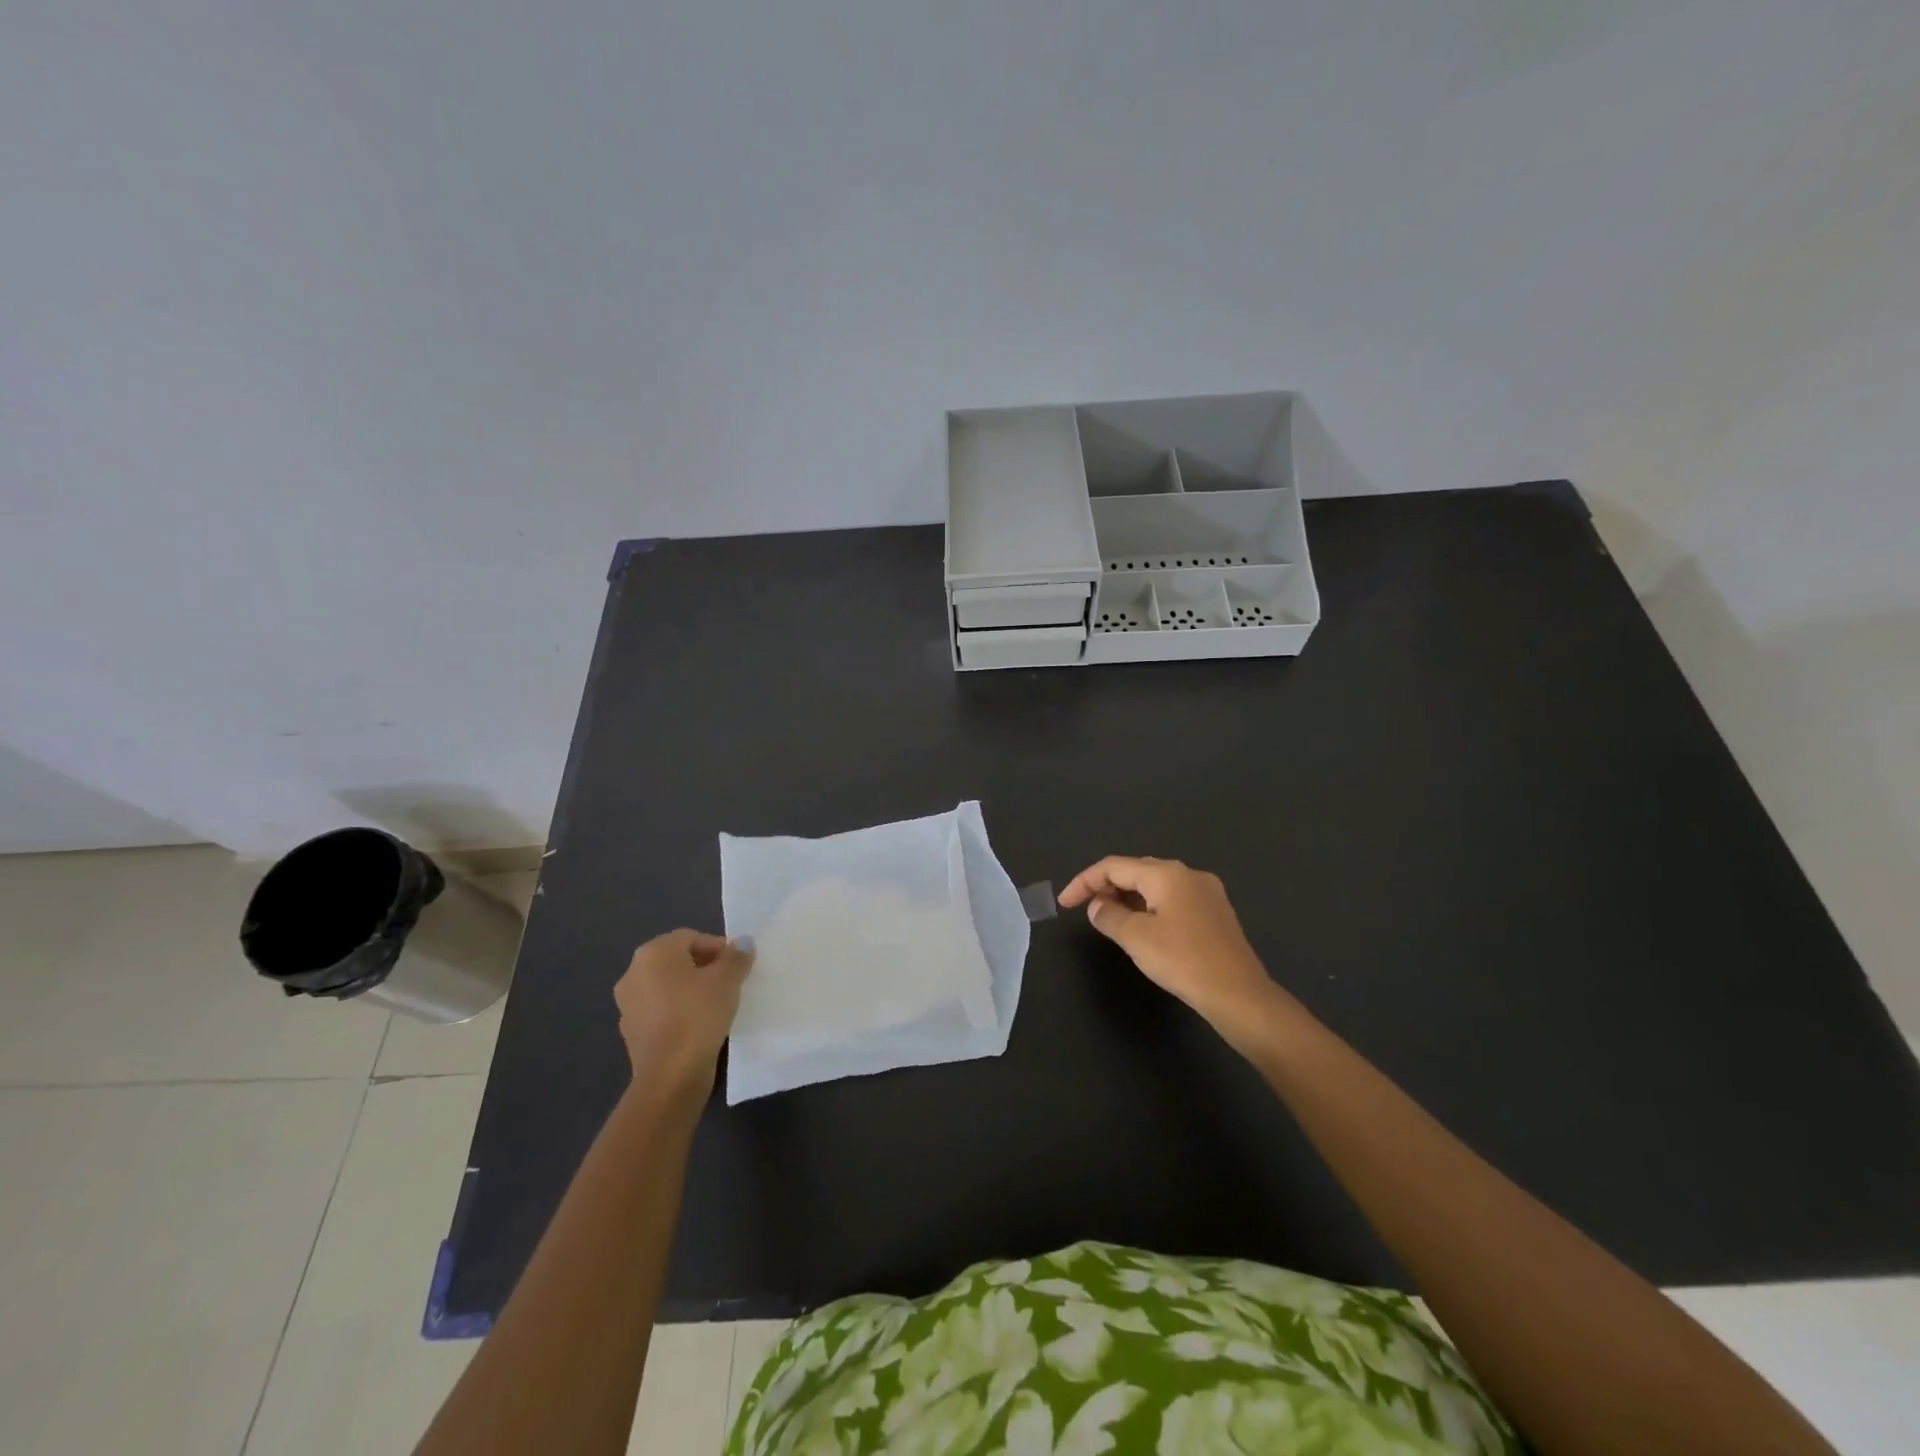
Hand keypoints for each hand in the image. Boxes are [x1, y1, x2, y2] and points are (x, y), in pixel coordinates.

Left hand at [614, 930, 755, 1097]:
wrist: (670, 1075)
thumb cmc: (698, 1014)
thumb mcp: (727, 979)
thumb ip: (737, 956)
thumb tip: (743, 943)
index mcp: (653, 953)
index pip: (692, 938)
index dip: (719, 948)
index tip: (738, 966)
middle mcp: (633, 973)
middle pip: (677, 960)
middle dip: (705, 967)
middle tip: (730, 982)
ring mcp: (628, 1004)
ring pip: (668, 986)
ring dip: (691, 990)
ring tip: (717, 1005)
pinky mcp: (631, 1032)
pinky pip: (661, 1011)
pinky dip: (678, 1012)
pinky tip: (699, 1026)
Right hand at [1059, 857, 1302, 1046]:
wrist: (1239, 995)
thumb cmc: (1183, 961)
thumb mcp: (1136, 938)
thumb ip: (1109, 916)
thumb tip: (1097, 906)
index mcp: (1167, 873)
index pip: (1114, 866)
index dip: (1084, 881)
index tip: (1064, 904)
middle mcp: (1188, 874)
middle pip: (1136, 871)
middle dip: (1106, 886)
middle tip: (1085, 910)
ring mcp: (1206, 892)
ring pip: (1155, 886)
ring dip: (1127, 898)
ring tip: (1108, 919)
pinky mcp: (1215, 913)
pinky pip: (1172, 900)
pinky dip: (1149, 908)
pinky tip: (1141, 928)